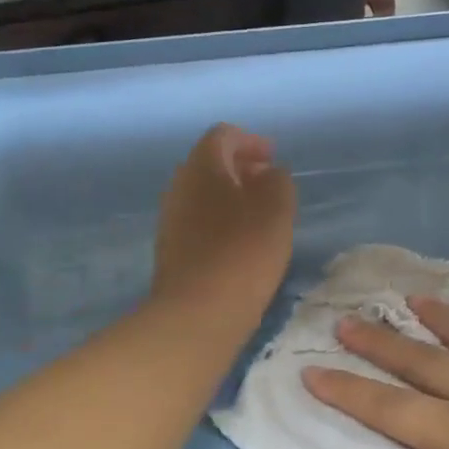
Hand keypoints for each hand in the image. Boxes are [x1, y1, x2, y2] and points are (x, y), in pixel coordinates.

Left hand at [152, 124, 295, 322]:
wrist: (198, 313)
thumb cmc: (243, 251)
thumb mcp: (277, 207)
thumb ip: (277, 180)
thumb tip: (268, 174)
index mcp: (202, 166)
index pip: (223, 135)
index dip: (250, 141)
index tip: (273, 157)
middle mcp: (179, 185)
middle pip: (210, 163)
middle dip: (240, 167)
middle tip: (269, 183)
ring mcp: (171, 219)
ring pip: (203, 194)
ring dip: (231, 196)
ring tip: (261, 215)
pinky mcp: (172, 250)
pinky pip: (199, 220)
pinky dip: (221, 220)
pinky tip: (242, 243)